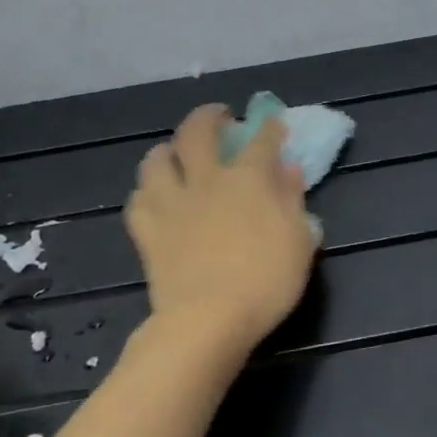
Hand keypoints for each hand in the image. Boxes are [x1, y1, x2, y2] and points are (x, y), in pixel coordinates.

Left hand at [126, 105, 317, 352]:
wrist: (208, 319)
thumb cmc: (265, 282)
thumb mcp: (298, 241)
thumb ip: (293, 200)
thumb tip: (289, 169)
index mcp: (248, 180)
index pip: (262, 140)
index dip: (270, 128)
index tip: (274, 124)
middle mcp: (207, 180)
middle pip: (199, 132)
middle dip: (209, 117)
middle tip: (218, 118)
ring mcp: (171, 203)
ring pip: (157, 159)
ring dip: (168, 150)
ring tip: (177, 155)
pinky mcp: (147, 230)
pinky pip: (138, 199)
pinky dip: (147, 192)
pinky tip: (156, 197)